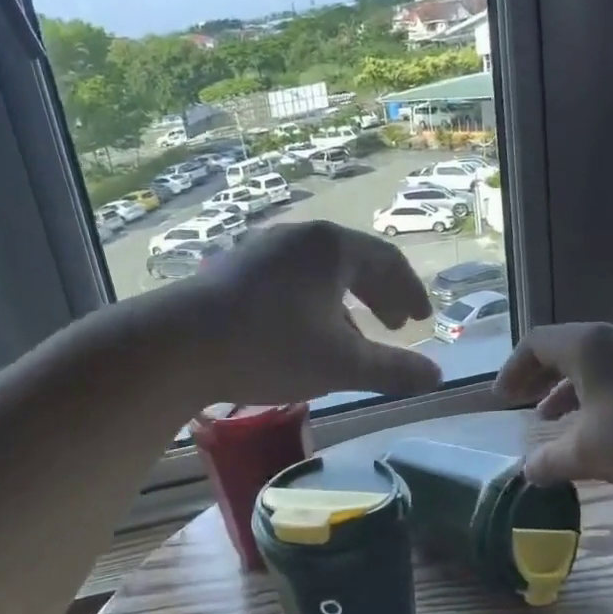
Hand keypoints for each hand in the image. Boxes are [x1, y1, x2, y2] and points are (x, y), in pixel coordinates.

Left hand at [181, 221, 442, 404]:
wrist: (175, 346)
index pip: (387, 261)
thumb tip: (437, 376)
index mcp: (330, 246)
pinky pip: (288, 282)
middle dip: (378, 297)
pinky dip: (310, 306)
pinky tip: (302, 338)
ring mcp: (259, 250)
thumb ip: (393, 369)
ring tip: (351, 340)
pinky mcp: (231, 271)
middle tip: (393, 328)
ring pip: (317, 274)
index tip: (421, 320)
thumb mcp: (340, 363)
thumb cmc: (269, 347)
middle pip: (352, 262)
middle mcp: (296, 237)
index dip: (410, 292)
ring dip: (344, 305)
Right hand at [493, 323, 612, 492]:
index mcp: (588, 346)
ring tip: (551, 418)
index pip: (536, 343)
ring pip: (591, 362)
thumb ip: (550, 462)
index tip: (502, 399)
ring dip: (565, 387)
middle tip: (519, 403)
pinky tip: (597, 425)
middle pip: (562, 348)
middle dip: (536, 377)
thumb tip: (527, 472)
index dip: (513, 369)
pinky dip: (594, 393)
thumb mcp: (591, 454)